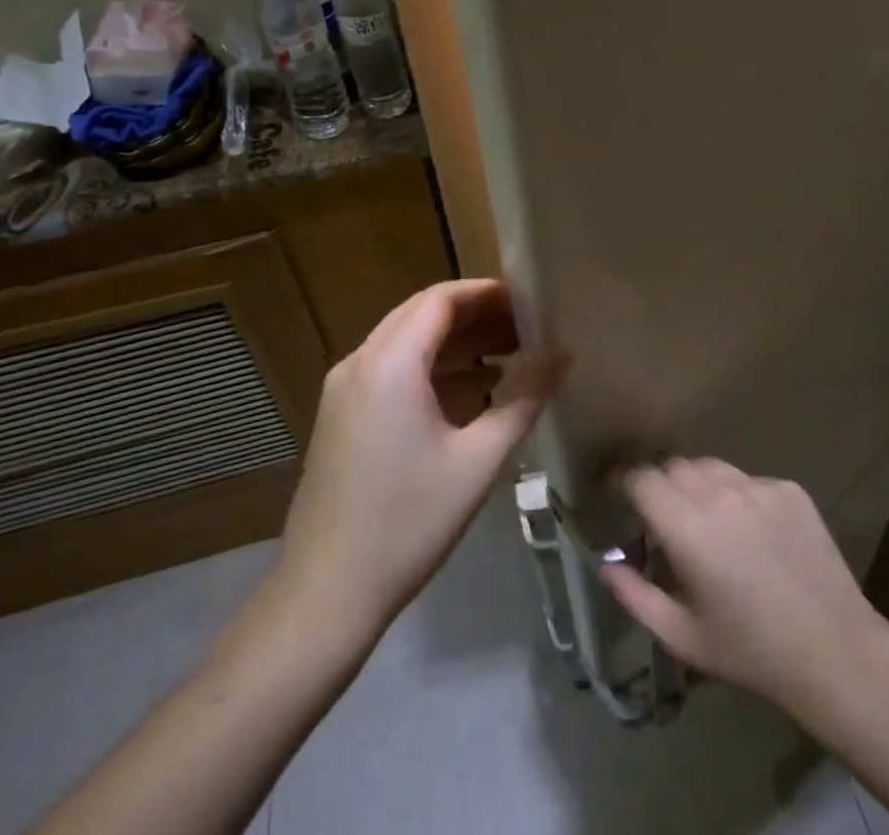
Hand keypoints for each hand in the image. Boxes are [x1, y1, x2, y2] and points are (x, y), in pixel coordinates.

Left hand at [272, 279, 566, 637]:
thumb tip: (563, 354)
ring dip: (455, 342)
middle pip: (422, 314)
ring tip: (510, 354)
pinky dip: (432, 368)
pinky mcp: (341, 415)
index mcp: (390, 363)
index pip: (441, 299)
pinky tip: (473, 390)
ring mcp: (344, 390)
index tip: (529, 301)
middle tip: (525, 326)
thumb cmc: (409, 523)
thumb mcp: (478, 460)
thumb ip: (524, 398)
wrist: (326, 595)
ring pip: (406, 341)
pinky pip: (391, 370)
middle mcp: (360, 363)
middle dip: (475, 314)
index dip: (486, 293)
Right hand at [601, 458, 888, 716]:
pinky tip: (750, 533)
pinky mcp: (788, 488)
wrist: (835, 652)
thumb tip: (606, 563)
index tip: (616, 492)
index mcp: (687, 526)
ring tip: (704, 519)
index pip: (641, 477)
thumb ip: (635, 595)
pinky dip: (737, 496)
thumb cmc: (750, 651)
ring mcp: (758, 486)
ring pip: (710, 466)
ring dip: (696, 483)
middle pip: (672, 465)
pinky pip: (748, 480)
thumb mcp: (682, 637)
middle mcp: (719, 493)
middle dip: (658, 483)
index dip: (624, 480)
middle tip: (660, 515)